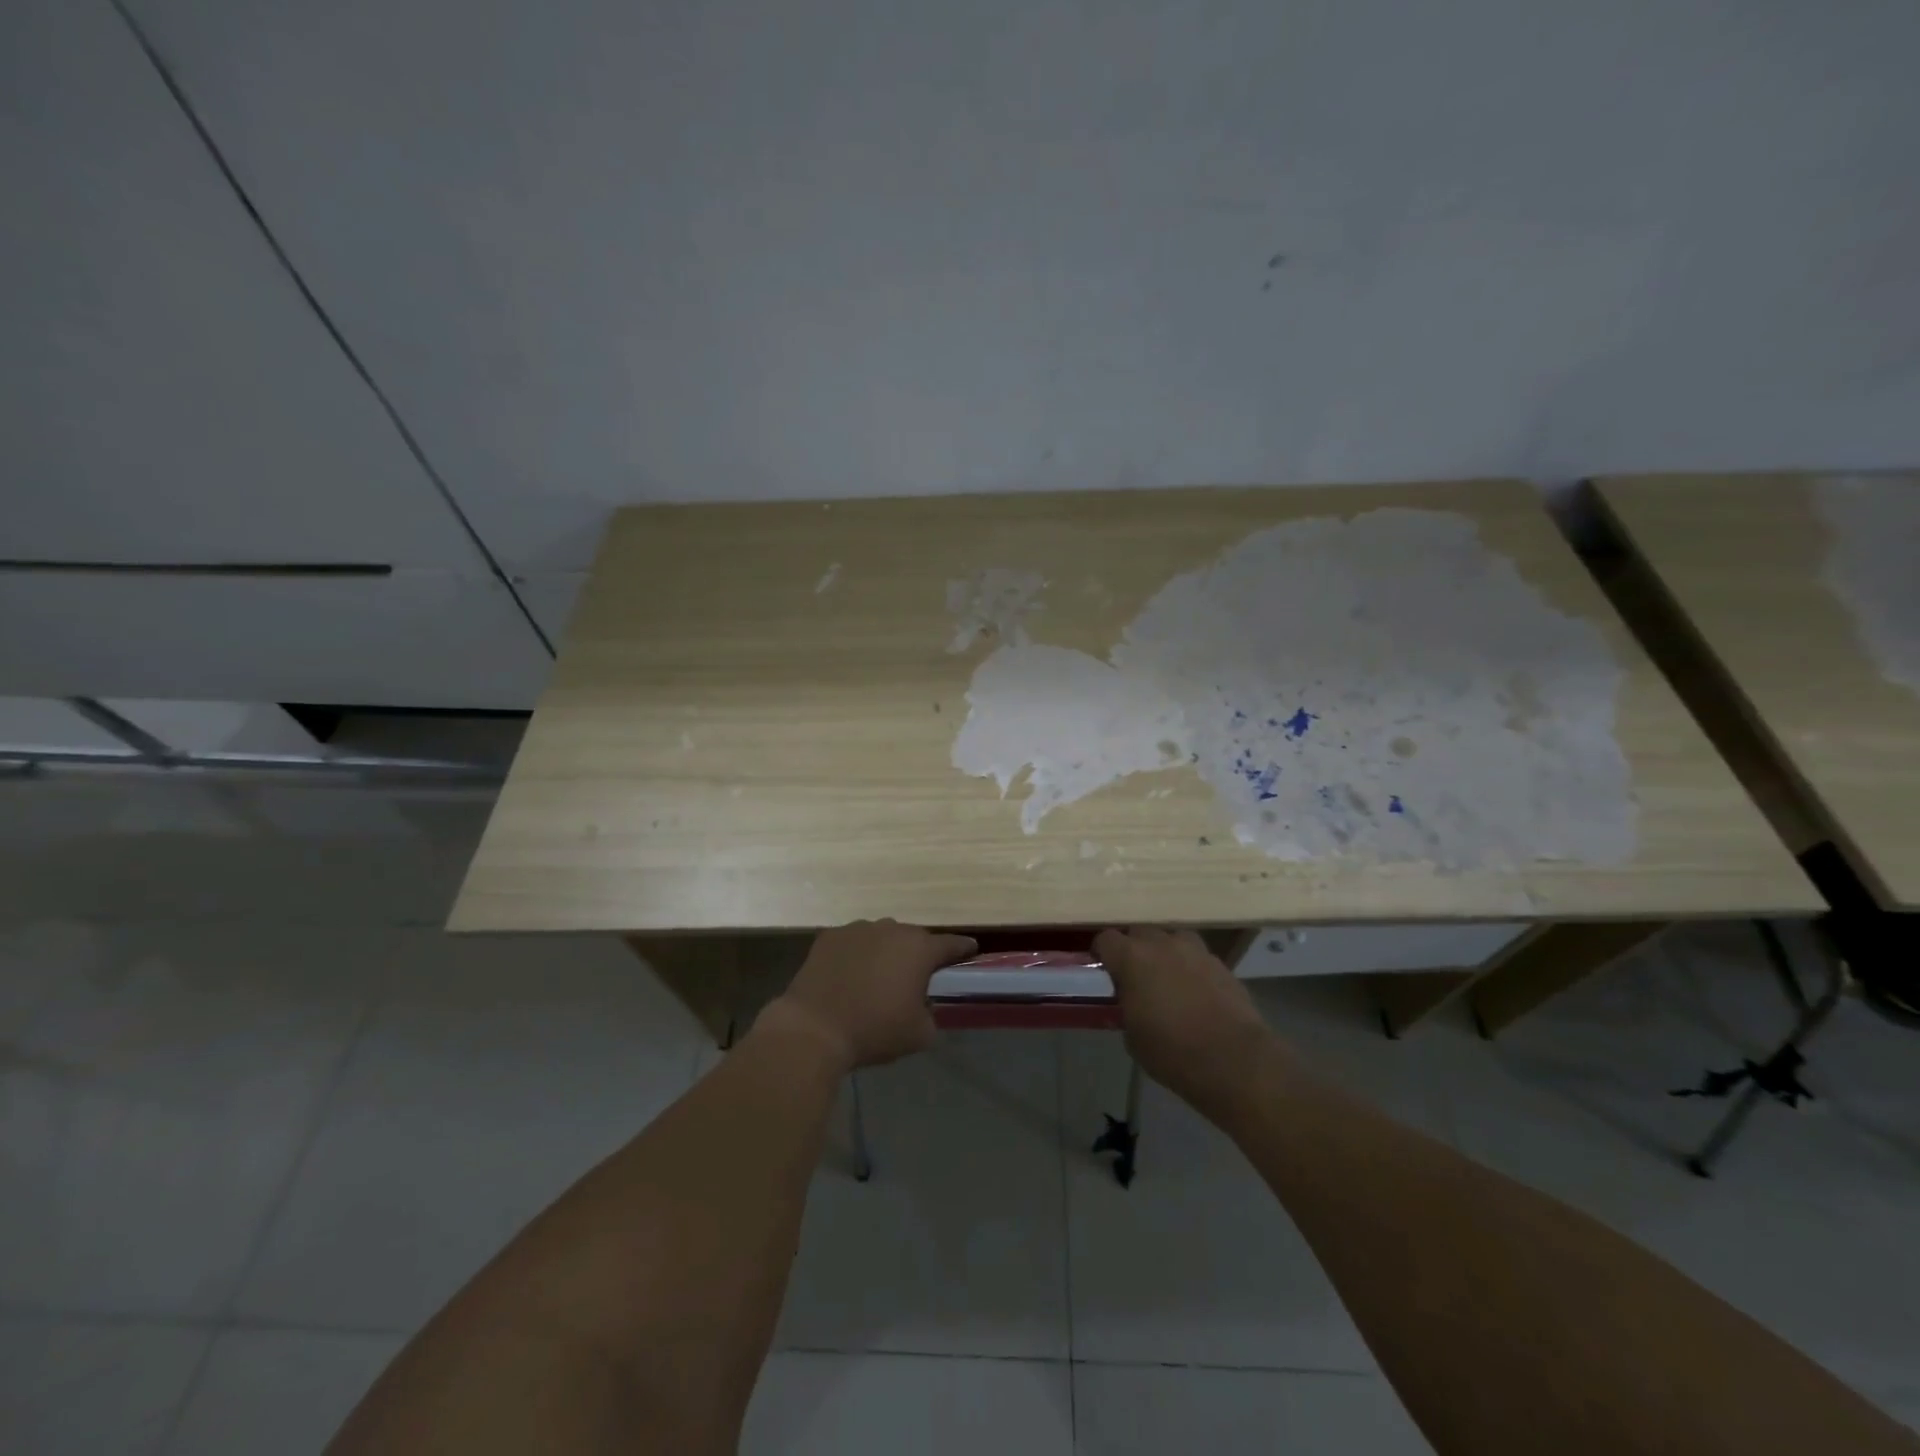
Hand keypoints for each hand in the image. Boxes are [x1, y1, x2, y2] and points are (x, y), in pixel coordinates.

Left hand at [772, 920, 977, 1071]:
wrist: (814, 1028)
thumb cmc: (874, 1030)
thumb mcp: (919, 1035)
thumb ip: (931, 1015)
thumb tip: (924, 1007)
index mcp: (920, 949)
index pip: (951, 944)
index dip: (963, 949)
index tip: (970, 951)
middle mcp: (892, 929)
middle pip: (913, 939)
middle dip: (917, 955)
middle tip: (914, 978)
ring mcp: (858, 929)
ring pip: (882, 937)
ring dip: (885, 953)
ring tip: (877, 978)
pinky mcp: (830, 936)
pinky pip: (853, 943)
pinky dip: (856, 955)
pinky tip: (849, 976)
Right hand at [1094, 927, 1272, 1113]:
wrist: (1235, 1060)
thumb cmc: (1173, 1052)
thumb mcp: (1133, 1037)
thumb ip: (1126, 1008)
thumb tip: (1130, 1002)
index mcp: (1132, 958)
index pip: (1105, 939)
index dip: (1102, 954)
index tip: (1103, 971)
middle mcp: (1162, 944)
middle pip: (1139, 932)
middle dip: (1133, 948)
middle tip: (1134, 975)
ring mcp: (1195, 950)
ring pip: (1172, 938)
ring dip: (1165, 952)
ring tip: (1167, 978)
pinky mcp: (1221, 964)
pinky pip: (1197, 957)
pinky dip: (1191, 968)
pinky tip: (1195, 992)